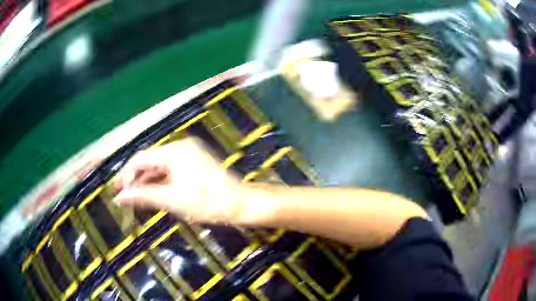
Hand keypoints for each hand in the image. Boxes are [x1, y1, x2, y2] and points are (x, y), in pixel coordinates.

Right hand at [113, 138, 243, 223]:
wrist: (240, 203)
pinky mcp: (195, 162)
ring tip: (135, 196)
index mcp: (173, 151)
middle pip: (150, 161)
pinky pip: (171, 169)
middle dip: (136, 177)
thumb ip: (143, 196)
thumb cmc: (206, 202)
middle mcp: (179, 147)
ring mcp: (189, 153)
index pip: (140, 159)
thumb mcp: (171, 200)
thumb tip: (119, 198)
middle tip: (124, 194)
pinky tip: (152, 191)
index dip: (126, 174)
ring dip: (147, 180)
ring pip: (160, 166)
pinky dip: (160, 180)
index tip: (117, 190)